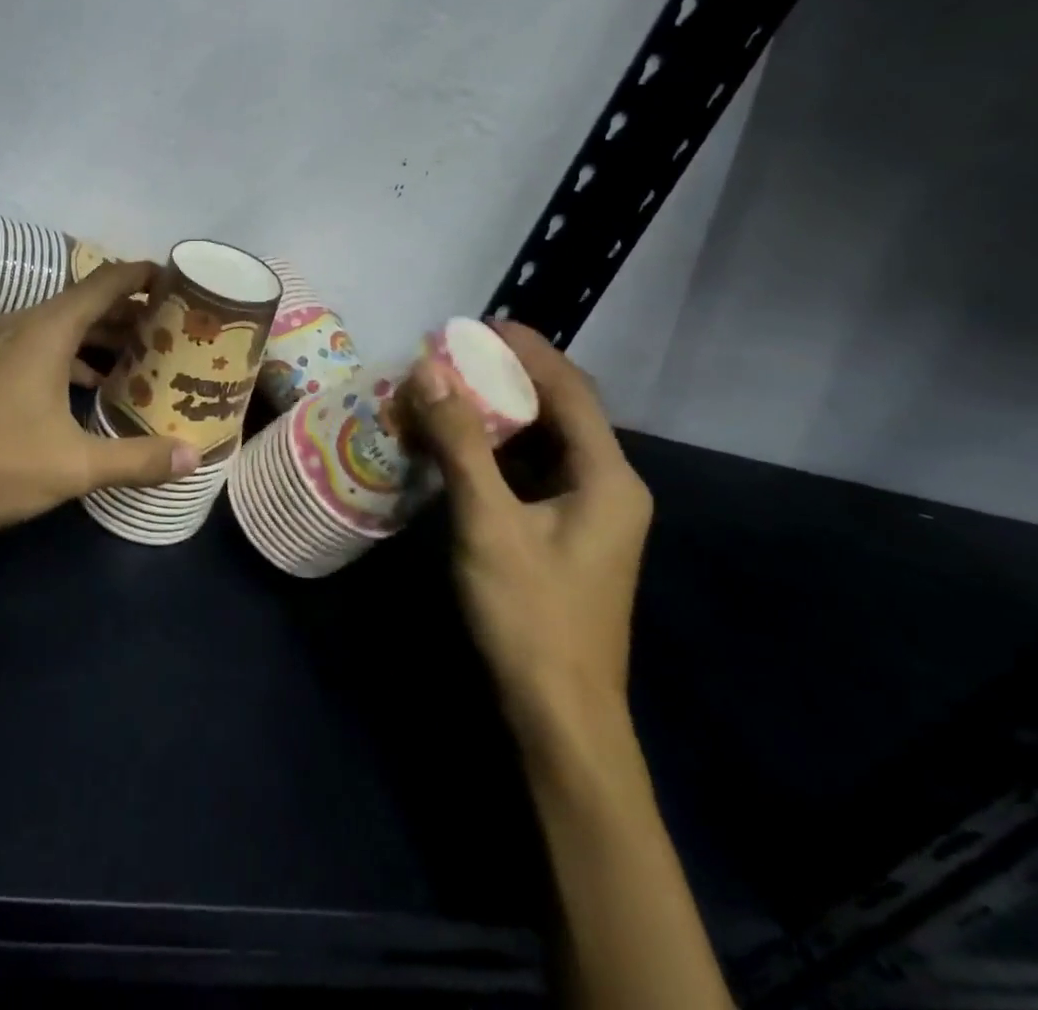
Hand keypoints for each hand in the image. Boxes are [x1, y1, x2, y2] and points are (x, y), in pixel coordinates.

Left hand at [0, 261, 199, 542]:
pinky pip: (40, 347)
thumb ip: (137, 459)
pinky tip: (89, 391)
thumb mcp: (73, 466)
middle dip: (133, 315)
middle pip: (89, 303)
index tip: (183, 284)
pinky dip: (72, 358)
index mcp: (48, 329)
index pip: (108, 281)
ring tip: (143, 360)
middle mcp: (22, 323)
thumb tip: (192, 458)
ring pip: (63, 327)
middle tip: (176, 332)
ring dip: (102, 339)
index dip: (147, 277)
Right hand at [405, 322, 652, 741]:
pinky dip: (496, 452)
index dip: (528, 350)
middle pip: (560, 412)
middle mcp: (609, 487)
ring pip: (543, 444)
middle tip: (454, 356)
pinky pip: (531, 474)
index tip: (479, 324)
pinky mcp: (564, 536)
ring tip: (448, 391)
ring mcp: (588, 515)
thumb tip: (429, 370)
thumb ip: (460, 442)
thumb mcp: (488, 521)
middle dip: (508, 379)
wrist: (559, 714)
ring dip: (498, 415)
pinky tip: (457, 447)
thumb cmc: (530, 614)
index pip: (570, 390)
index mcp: (608, 477)